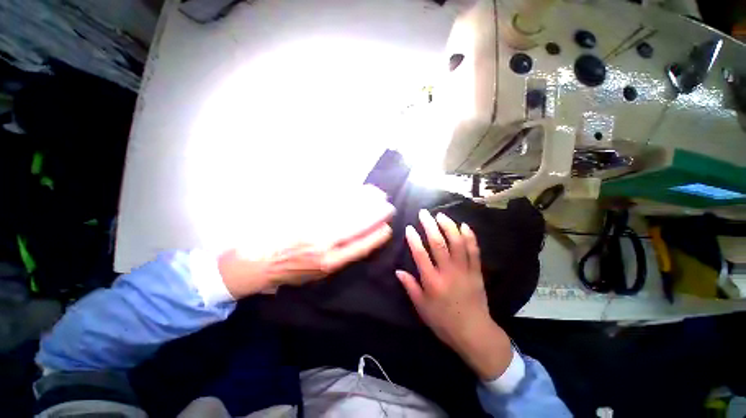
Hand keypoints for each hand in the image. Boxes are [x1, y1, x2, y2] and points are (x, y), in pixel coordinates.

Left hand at [219, 185, 394, 297]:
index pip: (361, 246)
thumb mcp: (317, 274)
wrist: (255, 262)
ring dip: (365, 200)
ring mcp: (313, 223)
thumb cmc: (289, 272)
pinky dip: (346, 193)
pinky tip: (355, 189)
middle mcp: (324, 242)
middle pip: (357, 224)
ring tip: (377, 194)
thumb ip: (340, 257)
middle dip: (376, 214)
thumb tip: (360, 240)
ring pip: (346, 209)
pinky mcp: (303, 211)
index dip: (377, 236)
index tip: (388, 228)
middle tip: (388, 206)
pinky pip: (330, 199)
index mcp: (329, 262)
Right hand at [397, 210, 512, 379]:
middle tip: (424, 213)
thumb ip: (410, 287)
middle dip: (430, 225)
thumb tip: (398, 271)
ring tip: (441, 215)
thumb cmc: (444, 322)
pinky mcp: (477, 272)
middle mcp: (448, 272)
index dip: (414, 239)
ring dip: (449, 226)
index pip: (420, 254)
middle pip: (438, 244)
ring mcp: (464, 271)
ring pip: (457, 243)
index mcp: (432, 282)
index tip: (410, 227)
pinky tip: (464, 226)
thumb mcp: (422, 308)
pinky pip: (474, 251)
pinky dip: (470, 237)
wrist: (474, 333)